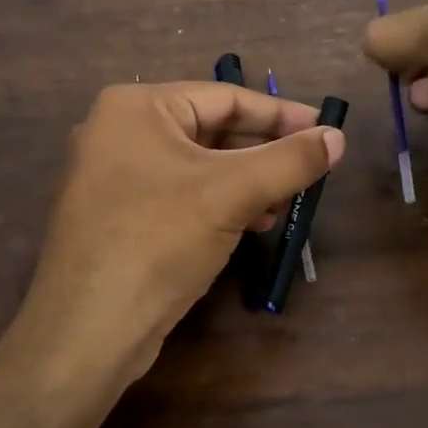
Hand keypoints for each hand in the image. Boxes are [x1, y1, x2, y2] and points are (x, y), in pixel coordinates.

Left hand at [13, 81, 344, 390]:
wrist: (89, 329)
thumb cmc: (159, 240)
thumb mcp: (233, 193)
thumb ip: (290, 160)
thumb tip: (339, 137)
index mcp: (136, 107)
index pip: (225, 97)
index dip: (282, 114)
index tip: (326, 129)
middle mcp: (118, 131)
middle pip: (211, 130)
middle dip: (264, 152)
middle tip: (311, 168)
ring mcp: (113, 175)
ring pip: (198, 165)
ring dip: (247, 181)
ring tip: (287, 202)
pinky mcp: (117, 215)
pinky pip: (180, 193)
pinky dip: (219, 203)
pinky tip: (253, 223)